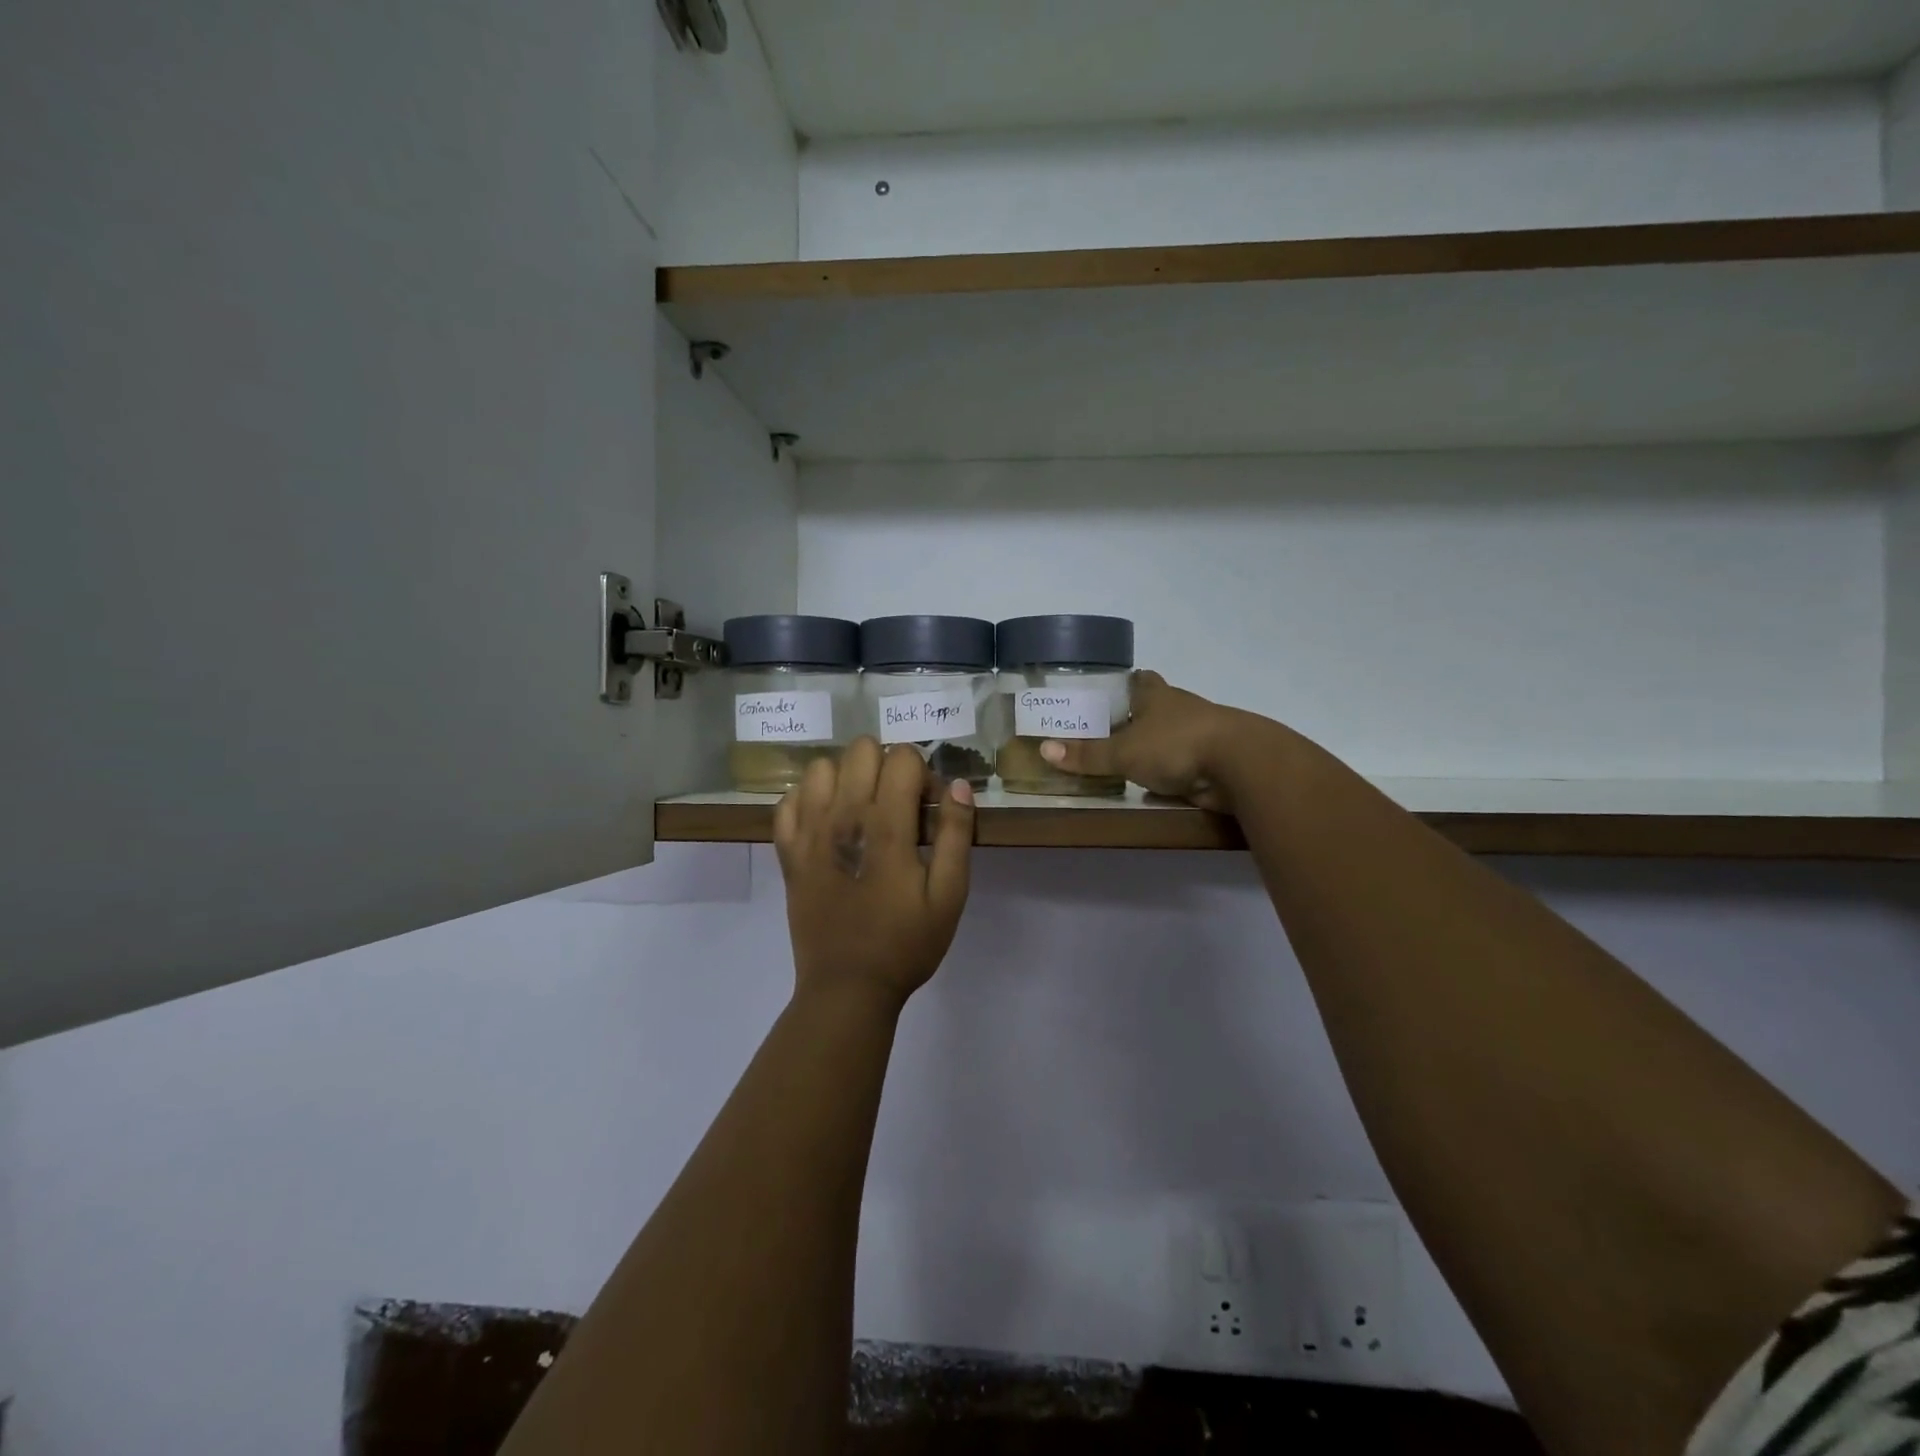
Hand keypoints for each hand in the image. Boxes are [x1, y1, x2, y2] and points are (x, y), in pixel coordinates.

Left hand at [774, 738, 974, 1010]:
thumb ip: (957, 834)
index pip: (901, 757)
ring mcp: (808, 833)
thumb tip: (958, 785)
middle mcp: (842, 818)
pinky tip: (828, 822)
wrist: (847, 988)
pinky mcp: (788, 852)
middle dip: (886, 766)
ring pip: (821, 766)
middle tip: (898, 806)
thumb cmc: (905, 943)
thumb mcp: (949, 896)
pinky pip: (789, 800)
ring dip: (847, 777)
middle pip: (861, 750)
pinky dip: (809, 799)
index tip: (928, 809)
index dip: (922, 774)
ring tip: (862, 811)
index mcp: (885, 826)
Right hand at [1040, 671, 1255, 812]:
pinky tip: (1156, 784)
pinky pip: (1187, 764)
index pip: (1142, 679)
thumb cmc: (1175, 745)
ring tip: (1128, 759)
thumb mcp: (1123, 753)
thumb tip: (1045, 750)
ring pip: (1174, 735)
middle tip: (1110, 729)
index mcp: (1158, 696)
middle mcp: (1181, 709)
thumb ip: (1087, 754)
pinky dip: (1173, 771)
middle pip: (1158, 707)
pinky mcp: (1216, 761)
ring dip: (1157, 746)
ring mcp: (1202, 734)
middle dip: (1139, 717)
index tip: (1111, 689)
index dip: (1128, 682)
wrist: (1240, 765)